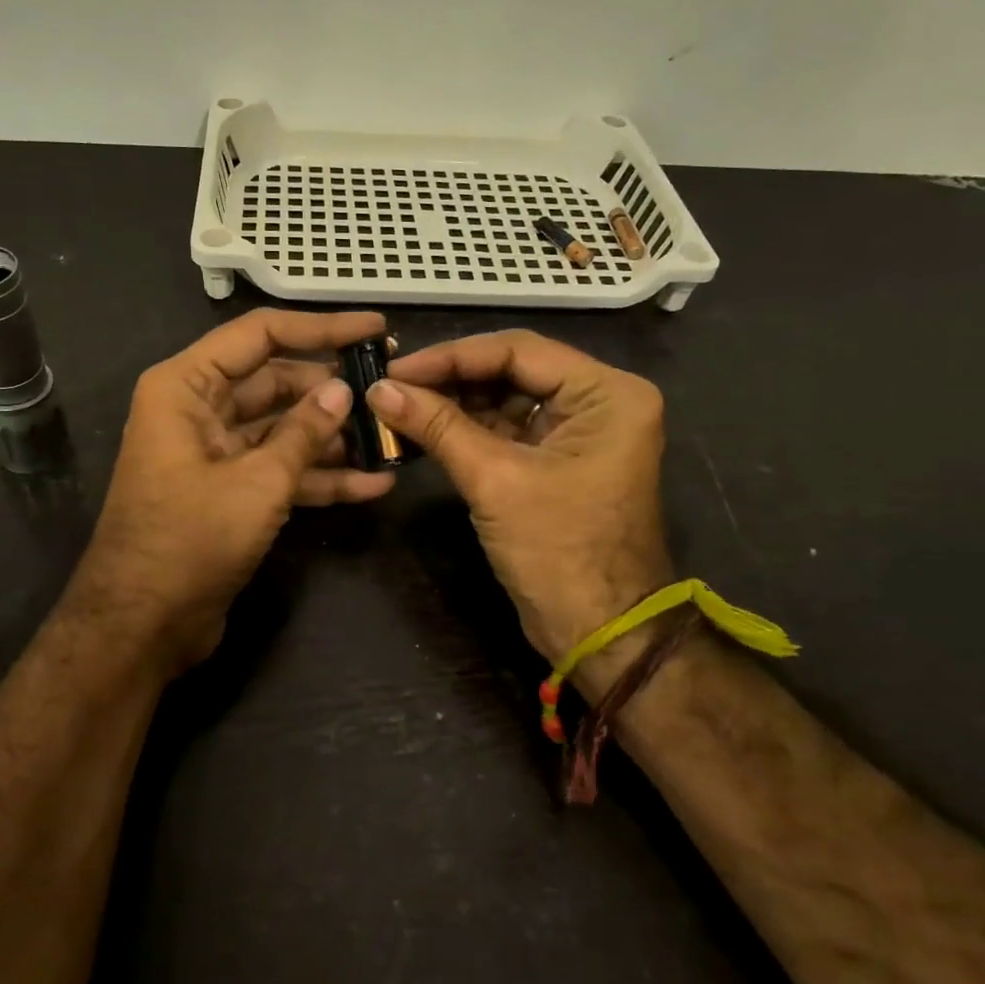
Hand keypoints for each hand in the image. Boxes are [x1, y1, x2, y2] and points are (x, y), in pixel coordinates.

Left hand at [65, 308, 395, 674]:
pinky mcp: (229, 491)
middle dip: (332, 391)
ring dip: (332, 438)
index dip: (321, 328)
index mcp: (185, 387)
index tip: (375, 329)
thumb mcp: (256, 482)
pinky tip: (372, 485)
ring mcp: (214, 452)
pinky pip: (278, 469)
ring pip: (282, 428)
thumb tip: (344, 392)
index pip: (261, 336)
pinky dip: (318, 476)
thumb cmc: (189, 541)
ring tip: (390, 439)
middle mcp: (197, 409)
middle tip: (390, 389)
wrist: (141, 627)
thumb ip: (303, 432)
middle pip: (275, 382)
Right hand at [367, 331, 673, 664]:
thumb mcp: (495, 480)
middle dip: (450, 380)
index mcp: (606, 393)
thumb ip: (437, 426)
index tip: (395, 370)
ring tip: (398, 407)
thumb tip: (378, 389)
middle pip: (512, 371)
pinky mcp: (558, 459)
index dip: (451, 356)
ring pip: (505, 400)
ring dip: (453, 405)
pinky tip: (422, 430)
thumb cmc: (558, 551)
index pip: (518, 350)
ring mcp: (579, 432)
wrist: (600, 633)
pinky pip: (507, 430)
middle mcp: (599, 401)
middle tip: (391, 388)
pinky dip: (466, 431)